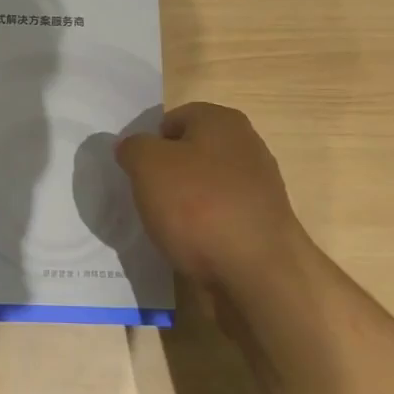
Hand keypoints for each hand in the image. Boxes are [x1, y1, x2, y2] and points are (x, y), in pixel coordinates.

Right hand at [115, 103, 317, 307]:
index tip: (138, 173)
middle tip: (148, 199)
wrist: (258, 273)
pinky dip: (203, 229)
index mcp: (221, 120)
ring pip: (204, 187)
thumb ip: (133, 148)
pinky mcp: (262, 224)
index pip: (172, 120)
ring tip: (168, 228)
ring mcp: (258, 186)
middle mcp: (246, 145)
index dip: (149, 144)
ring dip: (184, 205)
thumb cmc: (198, 205)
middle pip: (190, 154)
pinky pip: (220, 217)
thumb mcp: (147, 165)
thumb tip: (132, 148)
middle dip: (167, 175)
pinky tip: (191, 247)